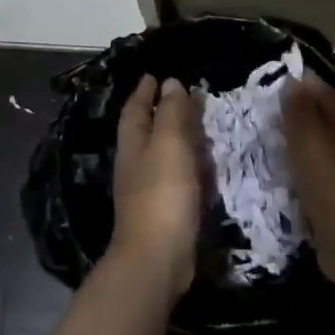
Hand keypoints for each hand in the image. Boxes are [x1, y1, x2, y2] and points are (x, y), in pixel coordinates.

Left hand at [110, 75, 205, 299]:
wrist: (158, 258)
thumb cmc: (162, 193)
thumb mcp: (170, 143)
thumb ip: (172, 112)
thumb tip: (169, 83)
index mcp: (133, 143)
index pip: (136, 109)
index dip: (145, 91)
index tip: (155, 75)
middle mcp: (136, 163)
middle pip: (146, 129)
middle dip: (160, 111)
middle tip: (181, 94)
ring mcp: (147, 189)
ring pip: (160, 152)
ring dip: (174, 136)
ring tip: (195, 124)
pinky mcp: (164, 210)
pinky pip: (175, 175)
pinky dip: (186, 163)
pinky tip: (200, 165)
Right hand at [282, 77, 334, 287]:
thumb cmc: (329, 181)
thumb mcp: (308, 137)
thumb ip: (300, 108)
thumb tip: (295, 81)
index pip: (326, 91)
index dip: (302, 86)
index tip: (273, 87)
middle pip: (324, 120)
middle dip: (297, 116)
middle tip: (265, 118)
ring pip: (321, 149)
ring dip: (298, 146)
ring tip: (269, 146)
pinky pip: (318, 176)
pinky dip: (302, 173)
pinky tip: (284, 179)